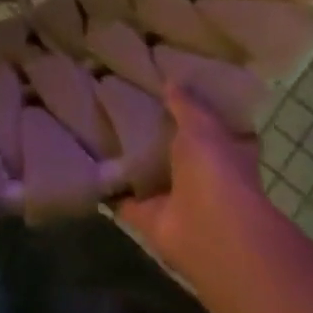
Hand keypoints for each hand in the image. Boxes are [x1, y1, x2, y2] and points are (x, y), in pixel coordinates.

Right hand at [118, 83, 273, 281]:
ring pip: (150, 176)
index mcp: (225, 153)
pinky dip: (108, 188)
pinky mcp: (148, 218)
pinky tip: (87, 165)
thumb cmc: (216, 171)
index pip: (212, 128)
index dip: (194, 113)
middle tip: (124, 105)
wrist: (209, 232)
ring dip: (131, 162)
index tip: (169, 92)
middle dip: (157, 136)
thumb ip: (185, 104)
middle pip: (177, 153)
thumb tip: (171, 80)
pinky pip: (123, 198)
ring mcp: (175, 200)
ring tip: (99, 130)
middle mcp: (202, 177)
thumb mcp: (201, 125)